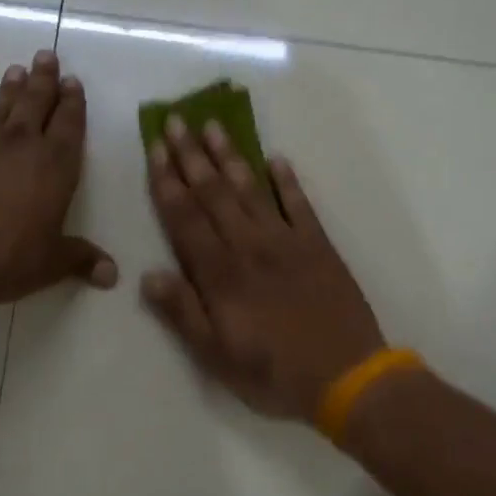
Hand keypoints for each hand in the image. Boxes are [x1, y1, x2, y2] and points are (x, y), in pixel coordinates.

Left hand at [0, 50, 114, 326]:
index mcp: (55, 165)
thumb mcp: (49, 264)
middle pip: (36, 102)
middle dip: (44, 79)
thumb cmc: (4, 257)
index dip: (73, 102)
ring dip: (11, 87)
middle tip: (47, 55)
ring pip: (2, 106)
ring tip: (16, 69)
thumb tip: (112, 275)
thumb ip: (80, 260)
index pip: (69, 124)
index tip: (73, 82)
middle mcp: (22, 145)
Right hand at [142, 116, 383, 422]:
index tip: (156, 148)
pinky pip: (299, 204)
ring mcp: (287, 241)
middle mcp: (249, 246)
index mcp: (220, 274)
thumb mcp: (217, 356)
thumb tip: (148, 275)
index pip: (185, 218)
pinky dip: (286, 180)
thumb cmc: (274, 373)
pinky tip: (276, 159)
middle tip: (176, 120)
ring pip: (251, 190)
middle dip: (191, 156)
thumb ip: (183, 313)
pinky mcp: (319, 245)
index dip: (167, 182)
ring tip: (214, 126)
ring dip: (230, 156)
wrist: (347, 375)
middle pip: (214, 193)